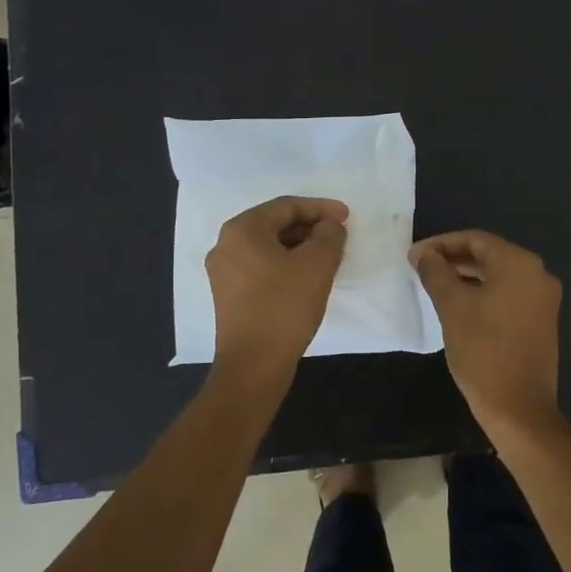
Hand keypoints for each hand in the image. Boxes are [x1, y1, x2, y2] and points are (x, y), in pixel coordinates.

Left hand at [207, 196, 348, 377]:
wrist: (253, 365)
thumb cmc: (284, 307)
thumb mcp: (317, 264)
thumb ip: (329, 235)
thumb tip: (328, 228)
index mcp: (242, 230)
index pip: (286, 206)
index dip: (320, 208)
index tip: (347, 217)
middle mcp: (226, 245)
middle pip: (275, 224)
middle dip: (310, 227)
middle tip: (338, 237)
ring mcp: (223, 272)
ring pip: (269, 247)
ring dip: (299, 247)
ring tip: (327, 257)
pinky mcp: (229, 295)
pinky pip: (261, 267)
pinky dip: (286, 265)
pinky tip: (306, 278)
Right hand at [410, 230, 564, 434]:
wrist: (518, 408)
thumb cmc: (483, 350)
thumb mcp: (452, 307)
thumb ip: (436, 273)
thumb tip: (423, 254)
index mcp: (520, 264)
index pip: (475, 239)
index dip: (441, 243)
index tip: (413, 255)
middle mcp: (538, 275)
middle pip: (489, 255)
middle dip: (453, 259)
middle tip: (420, 268)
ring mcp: (543, 300)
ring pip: (498, 276)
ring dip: (466, 277)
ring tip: (434, 284)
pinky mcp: (540, 321)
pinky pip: (507, 295)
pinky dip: (482, 293)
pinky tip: (458, 304)